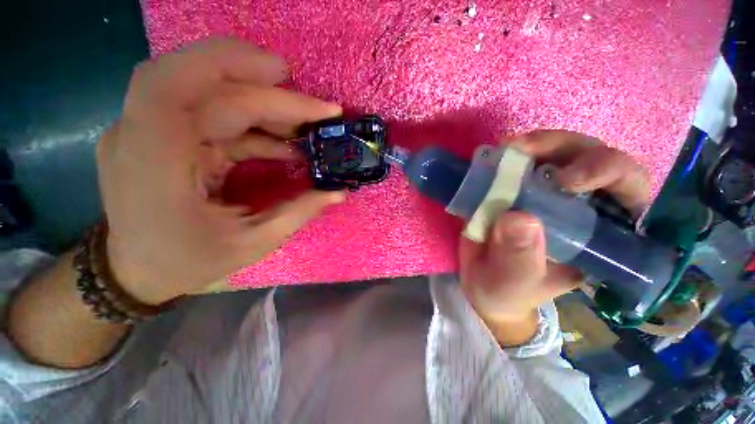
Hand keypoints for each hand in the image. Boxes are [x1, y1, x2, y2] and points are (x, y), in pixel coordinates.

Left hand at [98, 38, 343, 304]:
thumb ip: (297, 213)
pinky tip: (286, 144)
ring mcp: (153, 134)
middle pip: (207, 88)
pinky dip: (256, 127)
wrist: (138, 271)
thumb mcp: (250, 245)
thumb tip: (338, 192)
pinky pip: (217, 119)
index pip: (172, 84)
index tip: (285, 74)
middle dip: (270, 94)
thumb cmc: (187, 263)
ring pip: (213, 97)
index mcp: (152, 164)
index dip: (227, 63)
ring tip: (307, 125)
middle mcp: (144, 137)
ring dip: (266, 107)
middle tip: (318, 109)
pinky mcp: (170, 138)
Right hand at [459, 130, 650, 344]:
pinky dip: (509, 155)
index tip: (567, 181)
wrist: (481, 282)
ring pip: (556, 152)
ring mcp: (544, 193)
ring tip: (507, 149)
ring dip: (536, 145)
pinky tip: (493, 156)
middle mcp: (578, 206)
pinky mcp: (516, 187)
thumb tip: (518, 219)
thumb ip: (520, 259)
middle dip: (565, 148)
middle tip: (525, 150)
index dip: (609, 172)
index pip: (628, 191)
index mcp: (597, 234)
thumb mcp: (514, 283)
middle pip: (591, 157)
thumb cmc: (507, 290)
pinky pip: (520, 161)